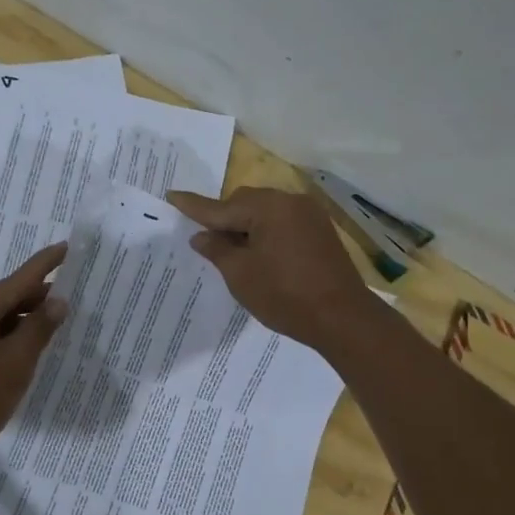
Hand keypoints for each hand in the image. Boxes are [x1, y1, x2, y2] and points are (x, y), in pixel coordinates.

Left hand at [0, 242, 68, 472]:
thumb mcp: (15, 363)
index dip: (44, 265)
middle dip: (36, 299)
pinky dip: (6, 338)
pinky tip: (27, 347)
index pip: (15, 281)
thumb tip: (58, 302)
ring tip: (54, 325)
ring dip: (22, 321)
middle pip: (3, 299)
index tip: (66, 247)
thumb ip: (39, 329)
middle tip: (70, 300)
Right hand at [166, 187, 372, 351]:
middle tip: (207, 243)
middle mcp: (290, 202)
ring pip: (265, 212)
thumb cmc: (285, 296)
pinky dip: (266, 233)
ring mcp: (309, 215)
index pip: (221, 207)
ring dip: (246, 226)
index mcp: (268, 207)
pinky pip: (282, 223)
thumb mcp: (240, 275)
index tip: (172, 195)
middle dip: (224, 219)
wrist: (342, 318)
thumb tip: (202, 236)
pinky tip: (259, 255)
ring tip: (233, 254)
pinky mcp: (320, 231)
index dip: (194, 206)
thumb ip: (217, 250)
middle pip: (245, 202)